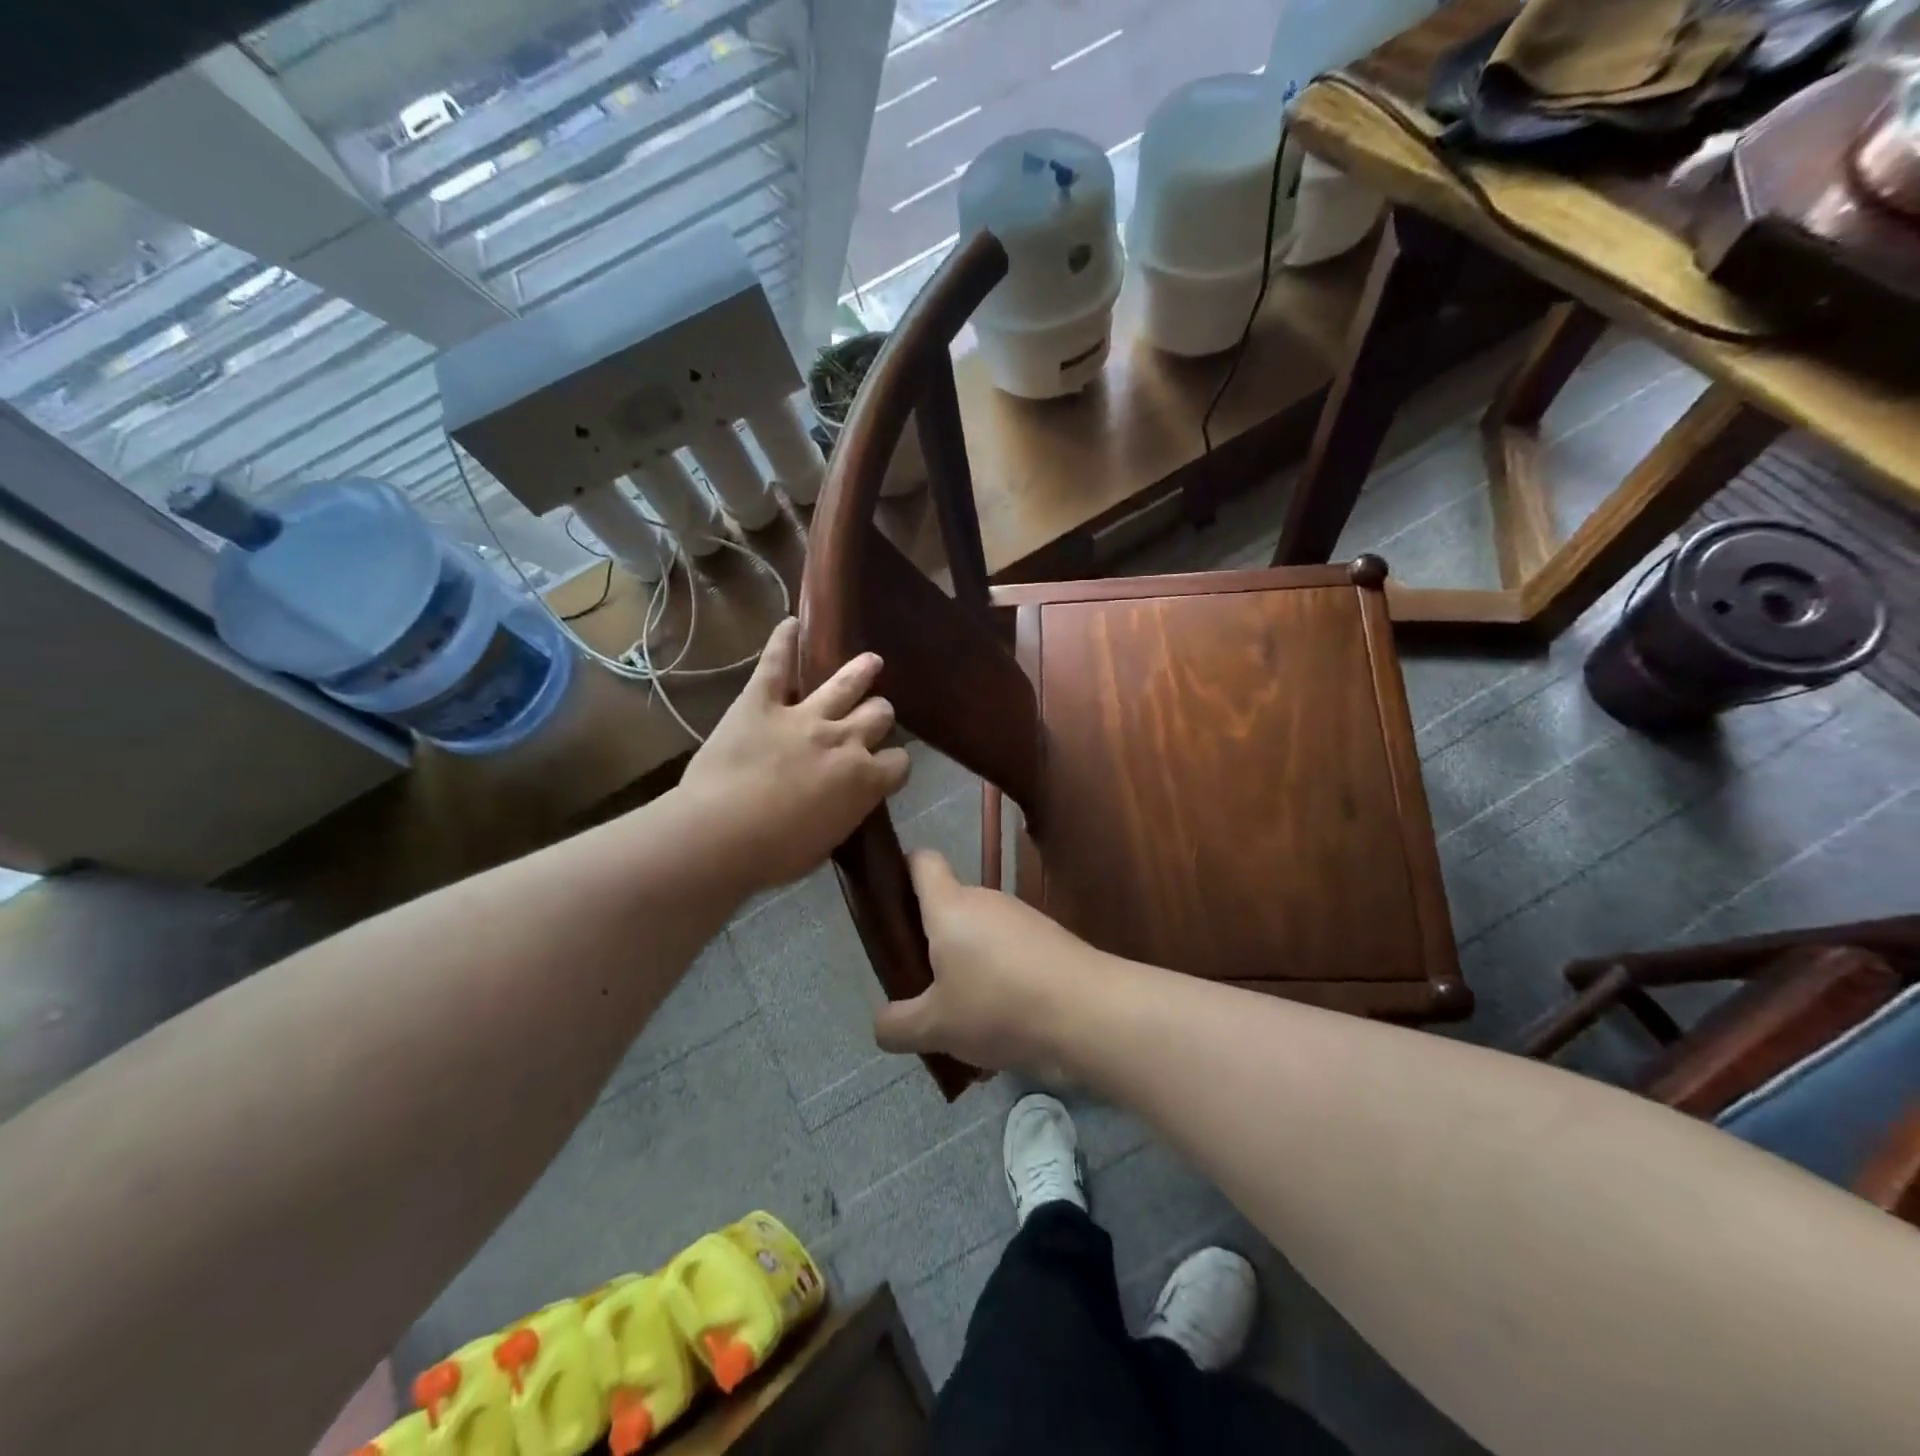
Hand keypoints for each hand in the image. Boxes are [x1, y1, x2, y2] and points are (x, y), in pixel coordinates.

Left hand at [679, 618, 910, 892]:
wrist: (721, 835)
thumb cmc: (775, 853)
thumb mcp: (828, 840)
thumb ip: (847, 810)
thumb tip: (849, 799)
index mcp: (864, 779)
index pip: (900, 762)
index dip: (893, 763)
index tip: (884, 767)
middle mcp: (845, 739)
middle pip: (879, 714)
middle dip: (879, 715)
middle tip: (872, 717)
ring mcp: (804, 715)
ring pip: (846, 683)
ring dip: (861, 671)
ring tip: (870, 662)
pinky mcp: (762, 702)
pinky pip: (777, 663)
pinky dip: (783, 641)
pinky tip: (791, 624)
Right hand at [872, 850, 1097, 1074]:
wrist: (1088, 1010)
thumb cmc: (998, 1005)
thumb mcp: (935, 1027)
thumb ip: (897, 1025)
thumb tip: (882, 1024)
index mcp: (949, 905)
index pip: (921, 861)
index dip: (902, 871)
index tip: (892, 906)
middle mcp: (985, 899)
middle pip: (948, 906)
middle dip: (933, 943)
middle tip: (923, 987)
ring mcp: (1021, 917)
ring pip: (980, 935)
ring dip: (968, 967)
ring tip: (965, 1019)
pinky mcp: (1049, 938)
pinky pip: (1010, 952)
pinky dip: (1000, 979)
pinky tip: (1005, 1024)